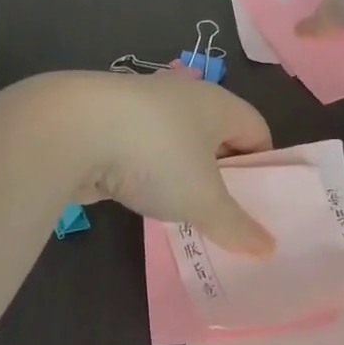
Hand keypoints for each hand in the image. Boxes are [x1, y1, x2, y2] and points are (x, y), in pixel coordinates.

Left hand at [45, 70, 276, 256]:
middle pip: (217, 136)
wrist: (74, 128)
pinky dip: (147, 174)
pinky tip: (141, 199)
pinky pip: (143, 150)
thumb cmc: (156, 155)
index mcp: (217, 103)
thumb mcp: (203, 200)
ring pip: (177, 145)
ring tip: (183, 215)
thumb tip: (269, 249)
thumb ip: (237, 226)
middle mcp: (184, 96)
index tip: (258, 205)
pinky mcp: (110, 122)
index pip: (257, 130)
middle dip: (222, 175)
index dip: (263, 166)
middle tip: (224, 216)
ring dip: (181, 176)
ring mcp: (143, 106)